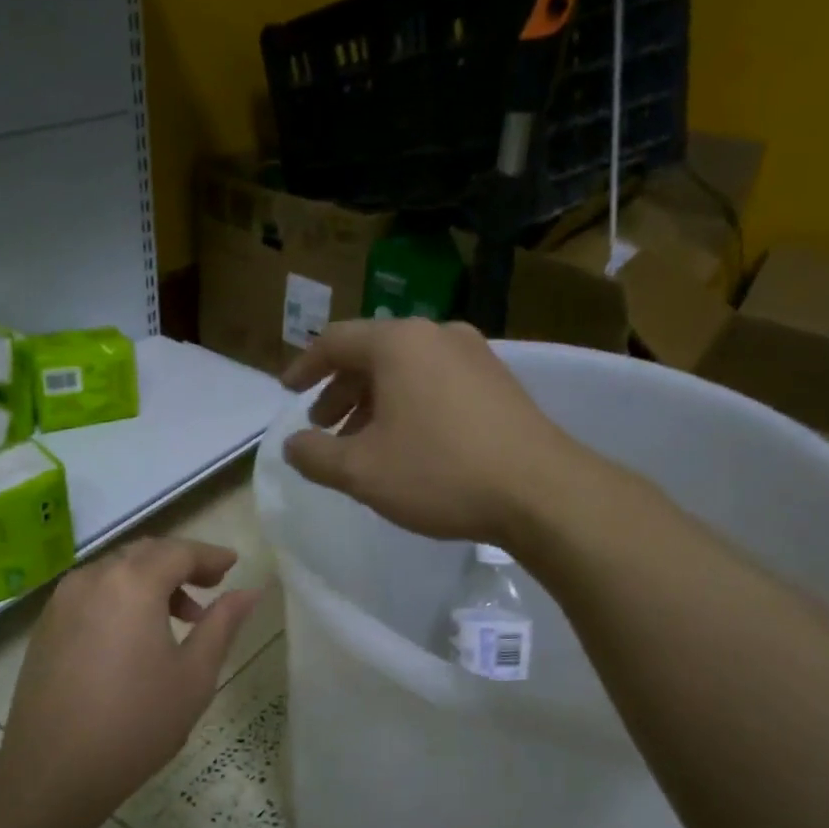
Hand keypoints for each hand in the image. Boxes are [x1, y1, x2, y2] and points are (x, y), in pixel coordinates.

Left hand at [0, 538, 260, 813]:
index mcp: (132, 584)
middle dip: (180, 564)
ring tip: (179, 618)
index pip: (179, 552)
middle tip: (211, 588)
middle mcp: (92, 579)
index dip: (210, 556)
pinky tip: (135, 635)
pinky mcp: (46, 626)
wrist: (53, 772)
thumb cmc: (137, 723)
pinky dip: (121, 597)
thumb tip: (248, 593)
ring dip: (150, 582)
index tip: (233, 566)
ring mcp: (62, 602)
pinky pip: (92, 593)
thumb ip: (222, 625)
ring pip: (115, 572)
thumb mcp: (194, 675)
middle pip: (144, 554)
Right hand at [281, 318, 585, 543]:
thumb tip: (292, 444)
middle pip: (372, 354)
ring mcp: (475, 356)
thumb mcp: (361, 471)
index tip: (287, 392)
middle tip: (324, 425)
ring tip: (362, 441)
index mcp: (399, 343)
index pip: (335, 341)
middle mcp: (437, 335)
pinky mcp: (499, 383)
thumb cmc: (439, 473)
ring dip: (374, 402)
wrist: (540, 491)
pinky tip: (408, 444)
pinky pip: (436, 383)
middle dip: (341, 390)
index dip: (304, 367)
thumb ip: (315, 456)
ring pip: (407, 370)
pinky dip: (408, 405)